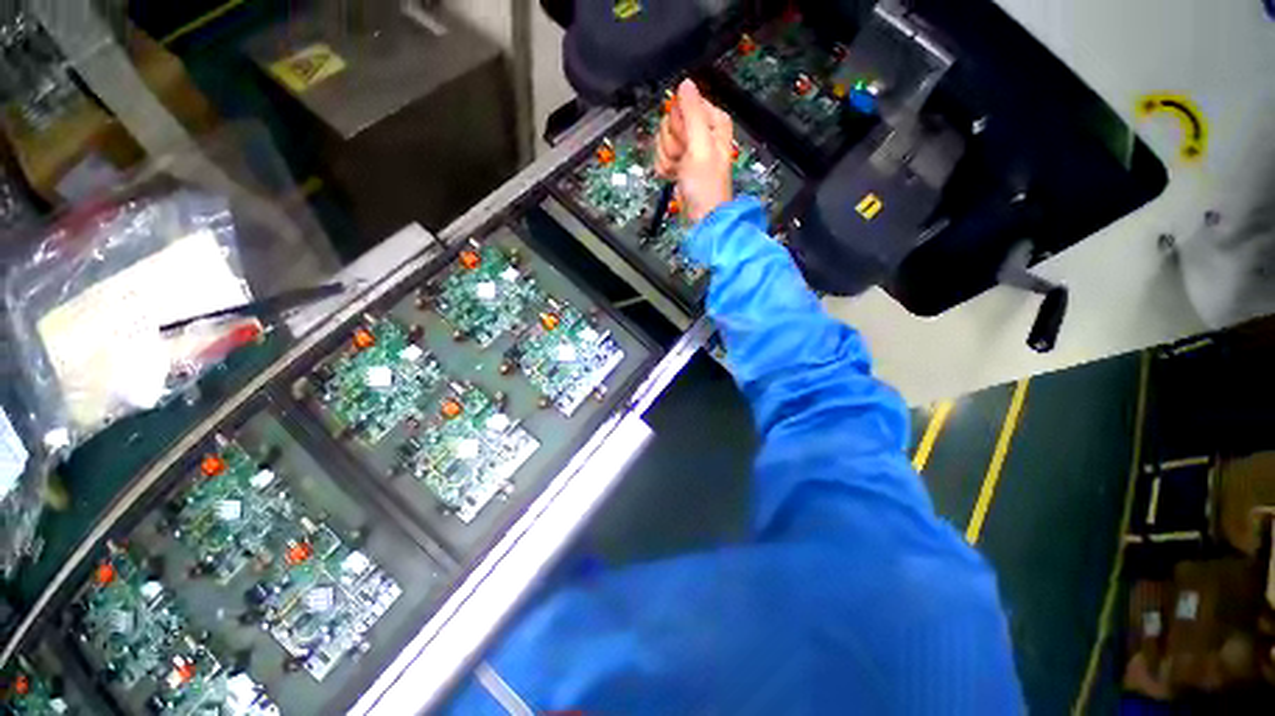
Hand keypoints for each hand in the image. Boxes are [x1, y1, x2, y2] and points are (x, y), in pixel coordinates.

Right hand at [656, 79, 734, 222]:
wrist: (701, 216)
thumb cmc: (705, 184)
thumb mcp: (700, 145)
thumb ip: (692, 112)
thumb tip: (685, 82)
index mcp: (712, 120)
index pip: (683, 104)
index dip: (680, 123)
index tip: (685, 141)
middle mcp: (700, 130)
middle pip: (670, 122)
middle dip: (672, 143)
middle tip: (683, 158)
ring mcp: (688, 148)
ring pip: (663, 140)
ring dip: (667, 158)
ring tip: (680, 171)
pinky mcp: (678, 162)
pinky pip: (661, 155)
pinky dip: (665, 168)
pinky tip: (674, 176)